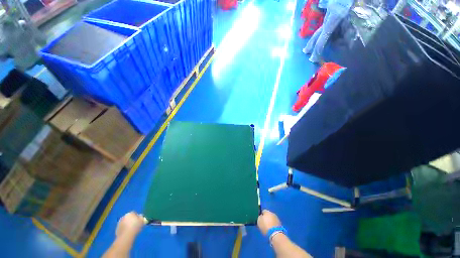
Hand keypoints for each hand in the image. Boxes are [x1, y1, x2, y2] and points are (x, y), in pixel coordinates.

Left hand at [115, 212, 146, 237]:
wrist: (126, 235)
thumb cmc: (135, 226)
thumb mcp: (142, 221)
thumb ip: (141, 217)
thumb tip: (140, 216)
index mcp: (130, 213)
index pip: (134, 213)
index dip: (137, 216)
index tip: (139, 220)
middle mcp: (123, 217)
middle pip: (128, 217)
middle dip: (131, 220)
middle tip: (135, 225)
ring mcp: (119, 223)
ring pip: (125, 223)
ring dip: (127, 225)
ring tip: (131, 230)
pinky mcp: (117, 229)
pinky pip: (122, 228)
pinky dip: (124, 229)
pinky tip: (127, 233)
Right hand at [257, 210, 281, 235]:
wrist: (275, 233)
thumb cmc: (265, 226)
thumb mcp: (259, 221)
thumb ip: (259, 217)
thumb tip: (261, 217)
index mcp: (267, 211)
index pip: (263, 211)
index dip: (261, 215)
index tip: (260, 219)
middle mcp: (272, 213)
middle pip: (268, 215)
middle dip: (266, 218)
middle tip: (264, 223)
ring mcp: (277, 218)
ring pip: (272, 219)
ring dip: (270, 221)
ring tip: (268, 227)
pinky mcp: (280, 224)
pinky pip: (275, 223)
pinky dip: (273, 225)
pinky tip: (272, 229)